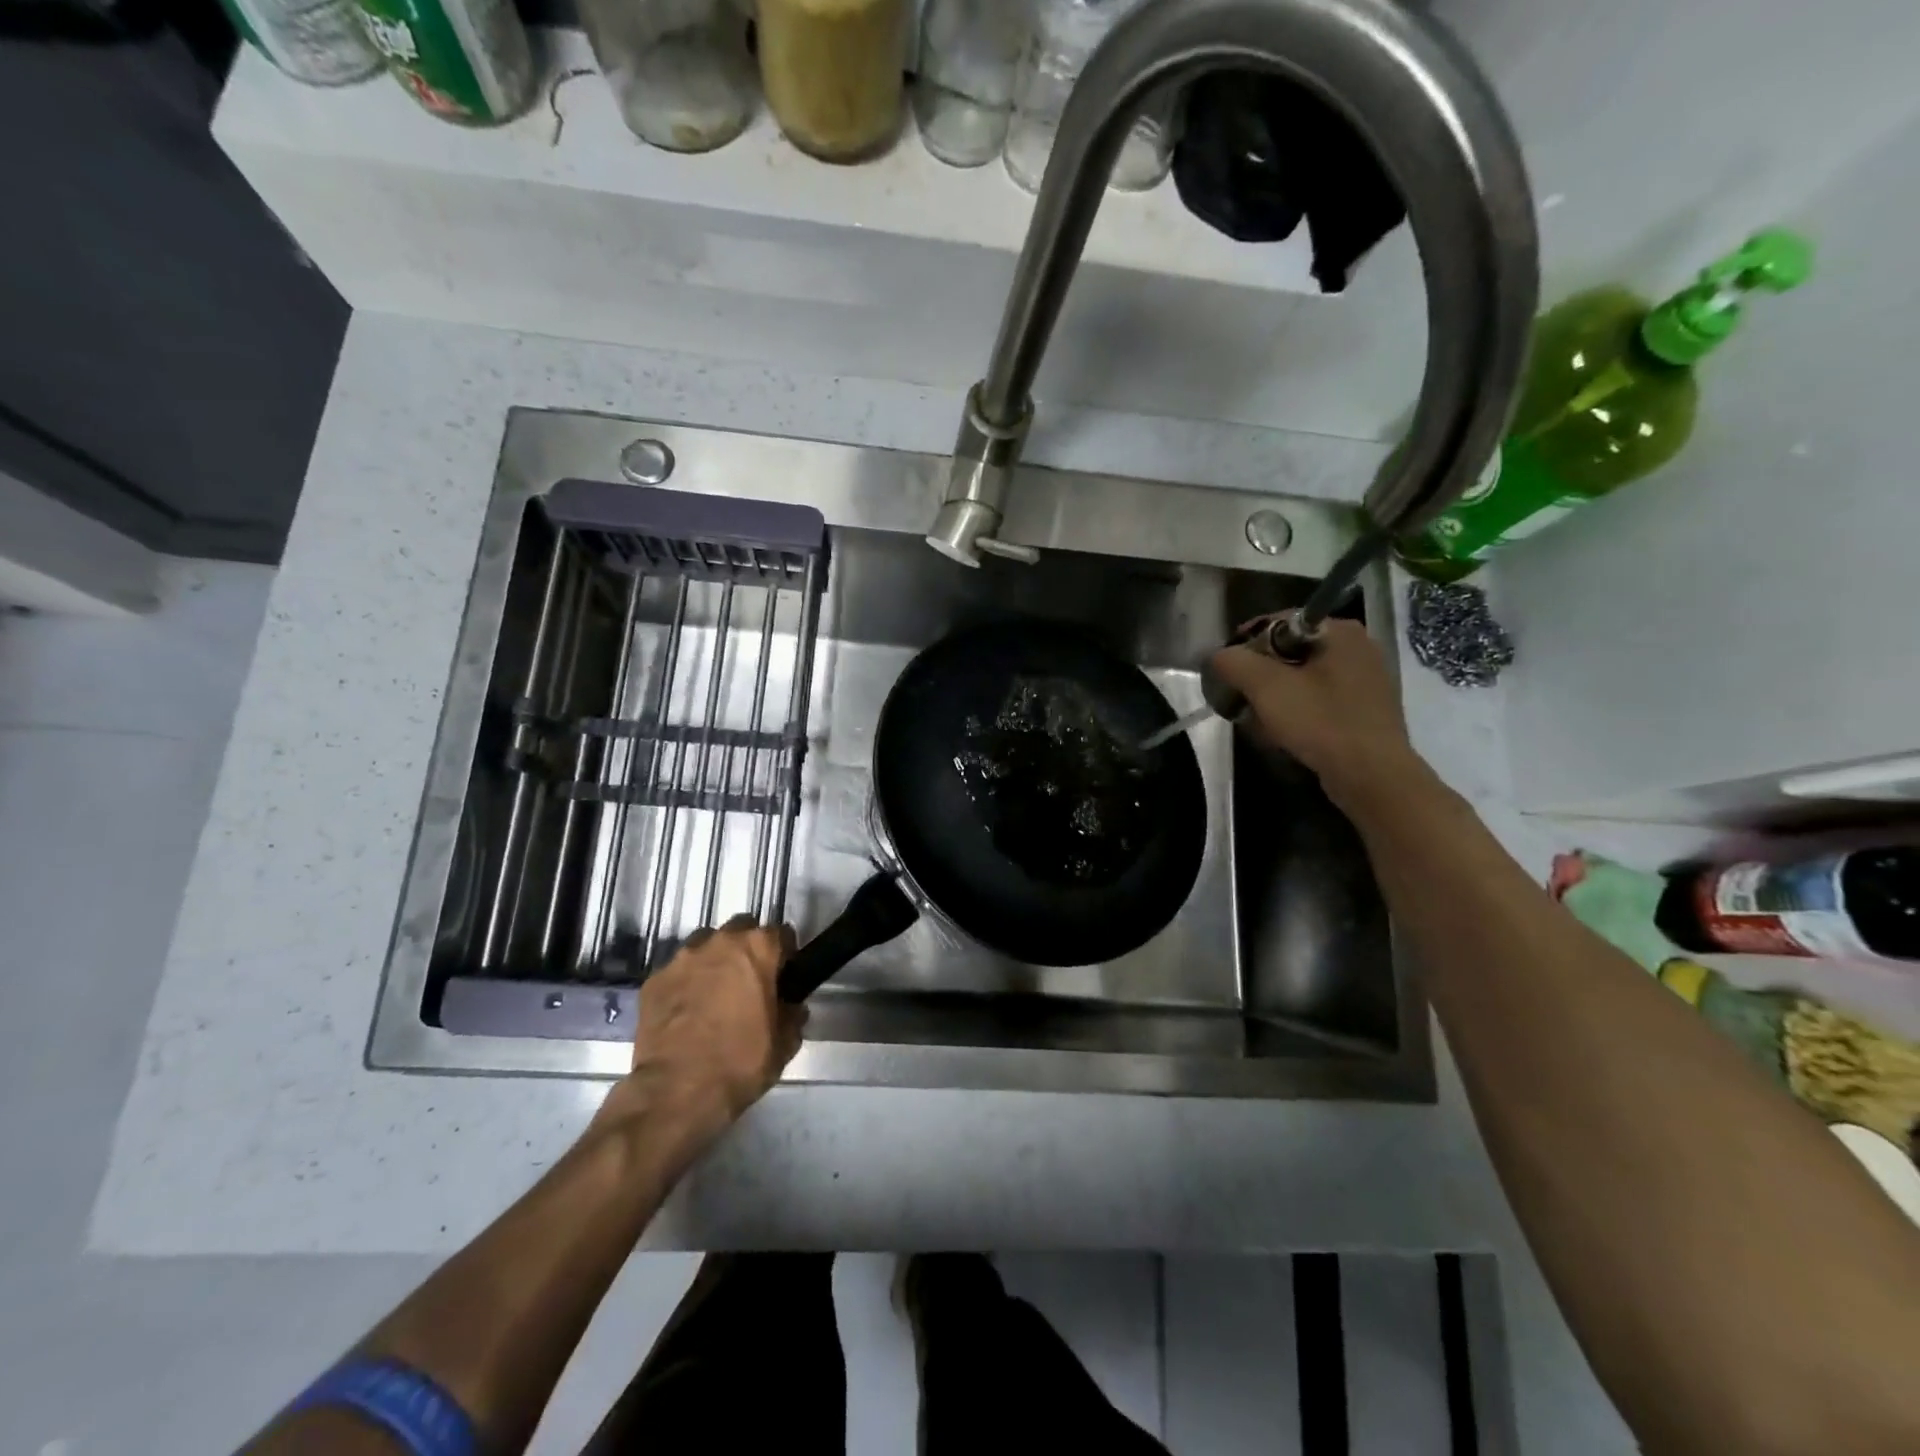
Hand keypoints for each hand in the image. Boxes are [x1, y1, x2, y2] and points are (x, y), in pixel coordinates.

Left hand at [602, 917, 805, 1152]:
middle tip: (749, 982)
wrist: (677, 1092)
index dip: (785, 955)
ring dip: (714, 961)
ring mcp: (682, 958)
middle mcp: (720, 941)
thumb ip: (792, 1015)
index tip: (783, 976)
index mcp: (758, 948)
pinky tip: (687, 1012)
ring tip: (714, 994)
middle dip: (747, 949)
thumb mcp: (784, 1043)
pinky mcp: (654, 979)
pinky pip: (678, 971)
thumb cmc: (740, 1062)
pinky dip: (685, 983)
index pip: (782, 934)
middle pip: (741, 930)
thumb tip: (791, 1007)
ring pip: (705, 945)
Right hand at [1208, 618, 1424, 807]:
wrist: (1372, 776)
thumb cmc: (1320, 722)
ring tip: (1260, 720)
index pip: (1277, 623)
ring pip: (1304, 677)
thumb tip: (1218, 656)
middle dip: (1260, 675)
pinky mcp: (1367, 709)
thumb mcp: (1265, 687)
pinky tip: (1287, 732)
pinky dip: (1299, 710)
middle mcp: (1358, 646)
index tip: (1227, 673)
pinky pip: (1321, 699)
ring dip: (1277, 696)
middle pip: (1290, 651)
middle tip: (1241, 699)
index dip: (1245, 645)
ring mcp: (1367, 679)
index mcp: (1340, 630)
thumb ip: (1233, 662)